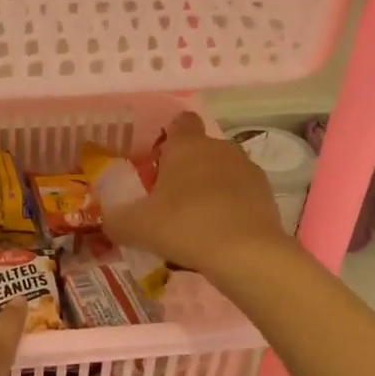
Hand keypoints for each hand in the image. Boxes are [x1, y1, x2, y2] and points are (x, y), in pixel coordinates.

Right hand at [103, 112, 290, 274]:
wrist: (245, 253)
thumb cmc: (184, 226)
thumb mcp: (136, 227)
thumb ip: (116, 221)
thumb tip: (107, 221)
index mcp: (186, 145)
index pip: (180, 122)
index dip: (170, 137)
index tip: (159, 160)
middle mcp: (219, 148)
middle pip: (201, 149)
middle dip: (188, 169)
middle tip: (169, 200)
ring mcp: (247, 170)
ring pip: (223, 172)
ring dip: (211, 189)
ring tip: (195, 222)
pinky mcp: (267, 194)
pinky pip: (241, 195)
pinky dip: (231, 209)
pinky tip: (218, 234)